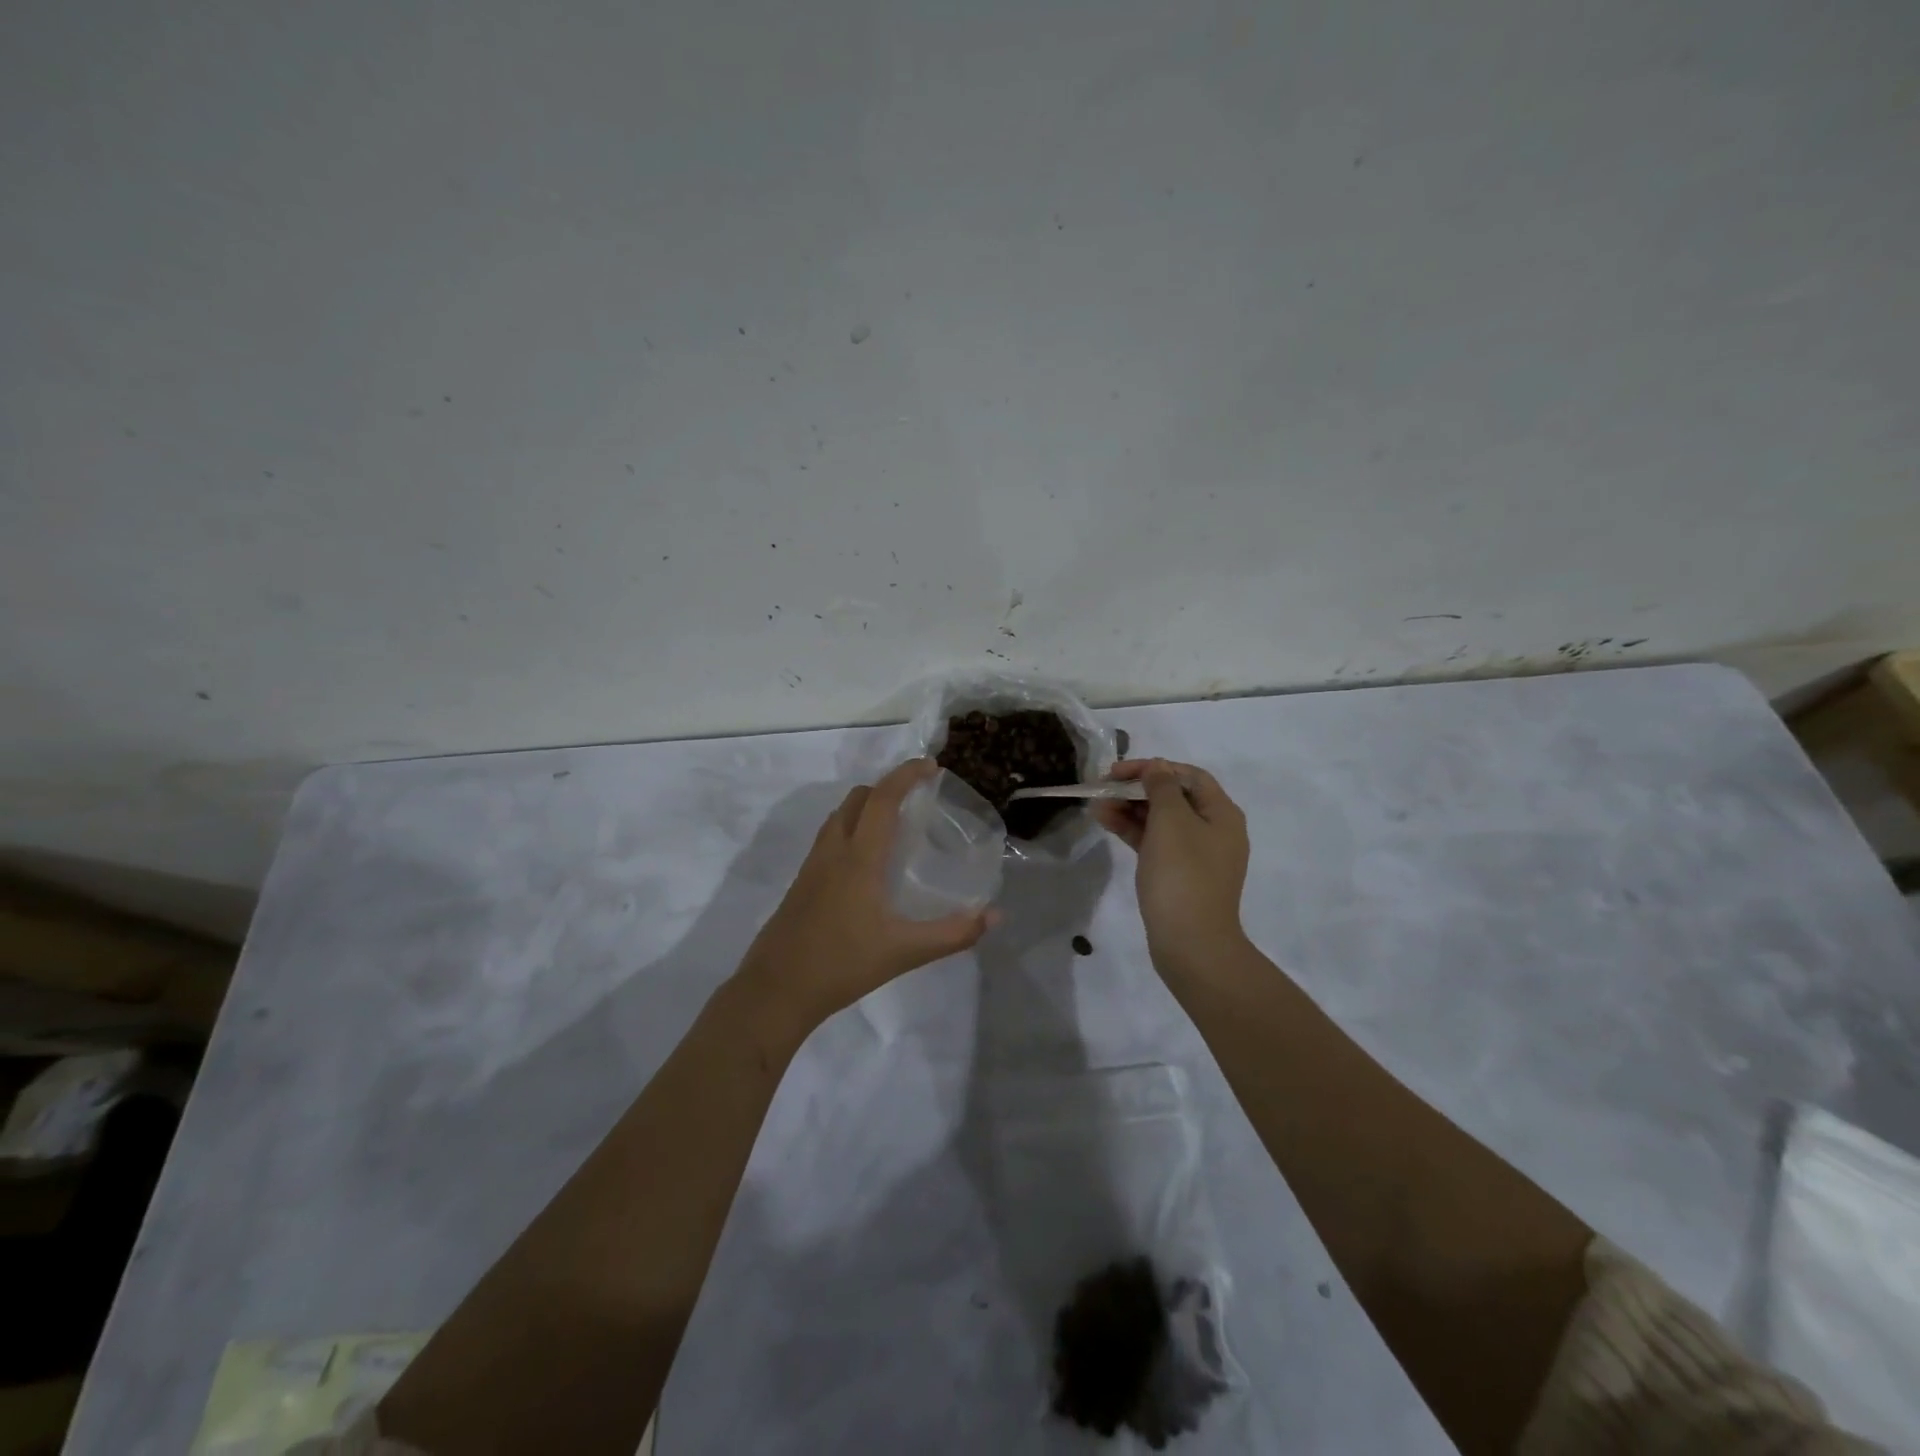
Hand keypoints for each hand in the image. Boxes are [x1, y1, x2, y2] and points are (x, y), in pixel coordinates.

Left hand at [737, 759, 995, 1026]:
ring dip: (866, 806)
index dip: (906, 775)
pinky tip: (866, 863)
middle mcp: (833, 851)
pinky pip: (829, 838)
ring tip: (894, 824)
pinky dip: (851, 828)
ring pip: (839, 816)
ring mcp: (812, 866)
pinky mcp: (801, 883)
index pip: (882, 799)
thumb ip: (952, 934)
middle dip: (887, 787)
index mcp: (858, 857)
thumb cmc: (842, 965)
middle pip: (857, 798)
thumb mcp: (905, 952)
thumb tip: (994, 917)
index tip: (931, 766)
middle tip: (917, 797)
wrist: (776, 990)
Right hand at [1094, 759, 1249, 966]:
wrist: (1191, 943)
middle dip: (1137, 789)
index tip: (1119, 772)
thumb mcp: (1171, 821)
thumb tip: (1157, 768)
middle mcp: (1214, 830)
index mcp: (1222, 814)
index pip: (1189, 776)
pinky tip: (1106, 823)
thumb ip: (1161, 787)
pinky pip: (1155, 843)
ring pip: (1161, 821)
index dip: (1154, 767)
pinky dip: (1133, 831)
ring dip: (1130, 809)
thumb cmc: (1183, 874)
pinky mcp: (1179, 875)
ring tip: (1097, 806)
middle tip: (1103, 788)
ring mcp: (1197, 855)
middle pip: (1174, 797)